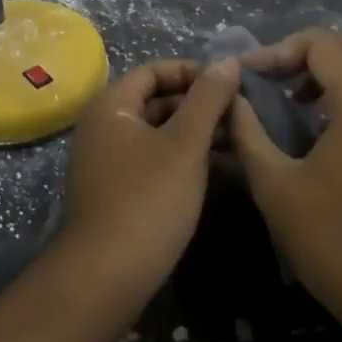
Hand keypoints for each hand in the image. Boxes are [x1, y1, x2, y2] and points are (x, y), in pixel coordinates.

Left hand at [55, 58, 239, 309]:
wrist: (103, 280)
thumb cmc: (147, 200)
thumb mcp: (185, 144)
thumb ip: (208, 99)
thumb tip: (227, 60)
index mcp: (111, 105)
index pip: (154, 70)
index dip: (193, 72)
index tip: (230, 84)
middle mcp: (102, 126)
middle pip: (154, 100)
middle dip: (197, 104)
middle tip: (239, 114)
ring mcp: (105, 162)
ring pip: (155, 133)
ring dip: (192, 133)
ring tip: (235, 142)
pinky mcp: (113, 192)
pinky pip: (150, 160)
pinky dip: (180, 158)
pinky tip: (213, 171)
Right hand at [233, 30, 341, 336]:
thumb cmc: (335, 240)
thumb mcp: (276, 186)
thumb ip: (249, 133)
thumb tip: (231, 98)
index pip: (321, 42)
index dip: (279, 49)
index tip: (248, 75)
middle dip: (301, 54)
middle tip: (267, 78)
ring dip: (324, 71)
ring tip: (289, 98)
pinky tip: (316, 126)